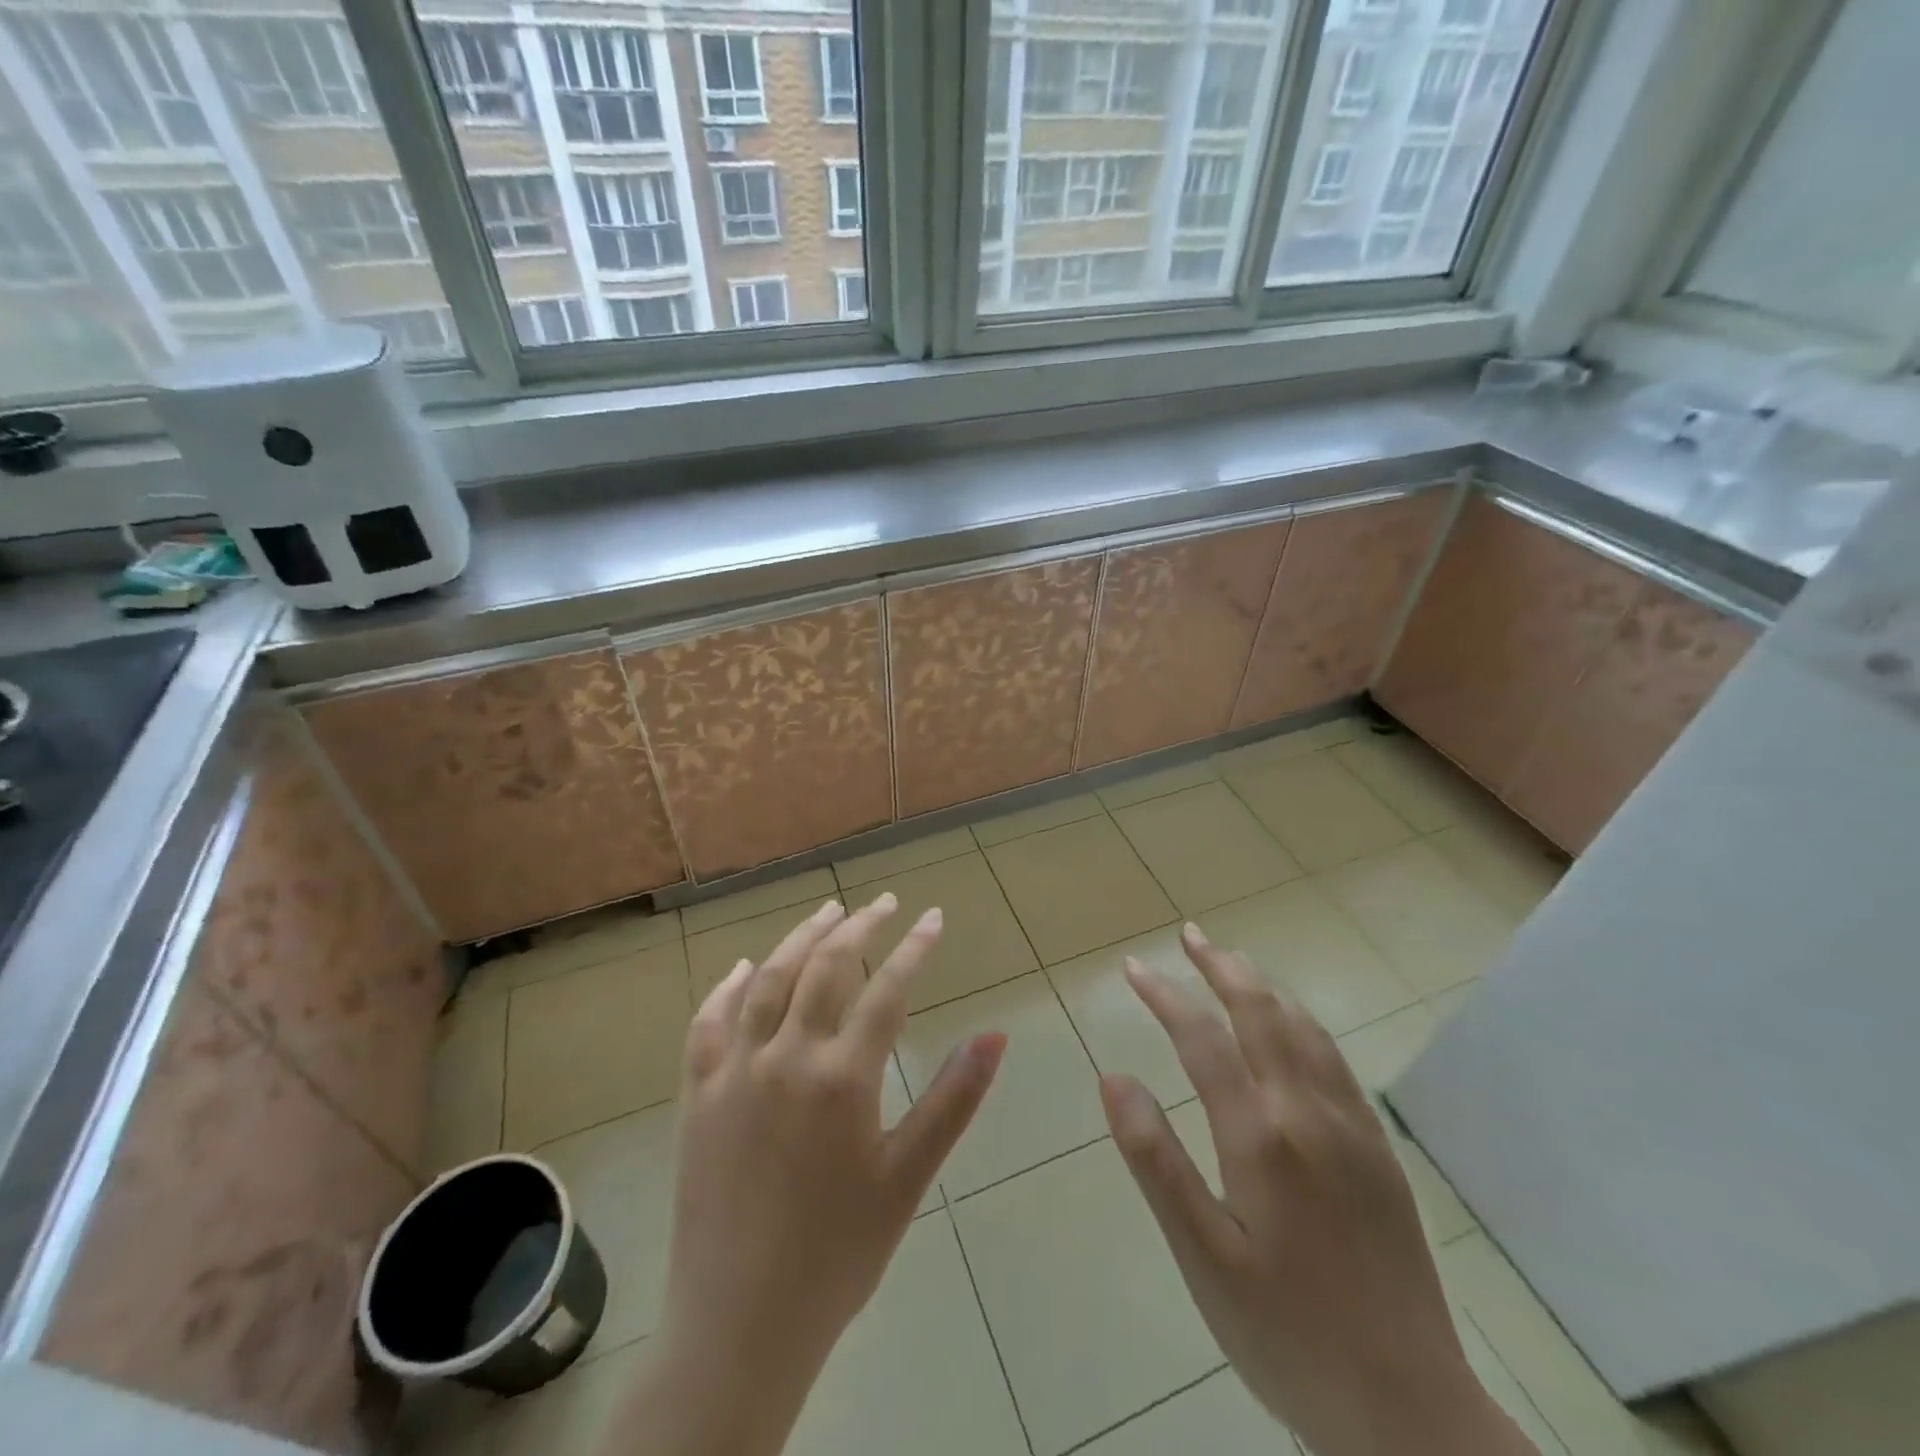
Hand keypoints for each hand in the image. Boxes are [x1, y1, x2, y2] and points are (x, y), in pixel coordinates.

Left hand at [612, 895, 1005, 1455]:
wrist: (740, 1325)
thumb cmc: (838, 1253)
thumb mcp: (908, 1176)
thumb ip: (954, 1099)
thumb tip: (996, 1035)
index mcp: (841, 1078)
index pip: (887, 989)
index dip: (914, 947)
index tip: (932, 917)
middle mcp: (785, 1057)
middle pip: (825, 967)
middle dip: (860, 926)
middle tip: (884, 904)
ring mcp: (734, 1071)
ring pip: (767, 980)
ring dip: (800, 938)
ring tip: (827, 911)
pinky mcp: (697, 1093)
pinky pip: (708, 1023)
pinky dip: (727, 987)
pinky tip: (742, 967)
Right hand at [1100, 923, 1533, 1455]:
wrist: (1410, 1409)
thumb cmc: (1285, 1334)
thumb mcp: (1201, 1257)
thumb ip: (1155, 1160)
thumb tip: (1114, 1078)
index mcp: (1260, 1135)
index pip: (1202, 1036)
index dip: (1164, 994)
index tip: (1133, 967)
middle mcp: (1308, 1112)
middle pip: (1260, 1012)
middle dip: (1220, 965)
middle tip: (1188, 934)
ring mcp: (1350, 1127)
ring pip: (1302, 1027)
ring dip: (1262, 985)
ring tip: (1231, 962)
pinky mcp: (1377, 1150)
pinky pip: (1334, 1059)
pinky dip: (1301, 1020)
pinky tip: (1290, 1025)